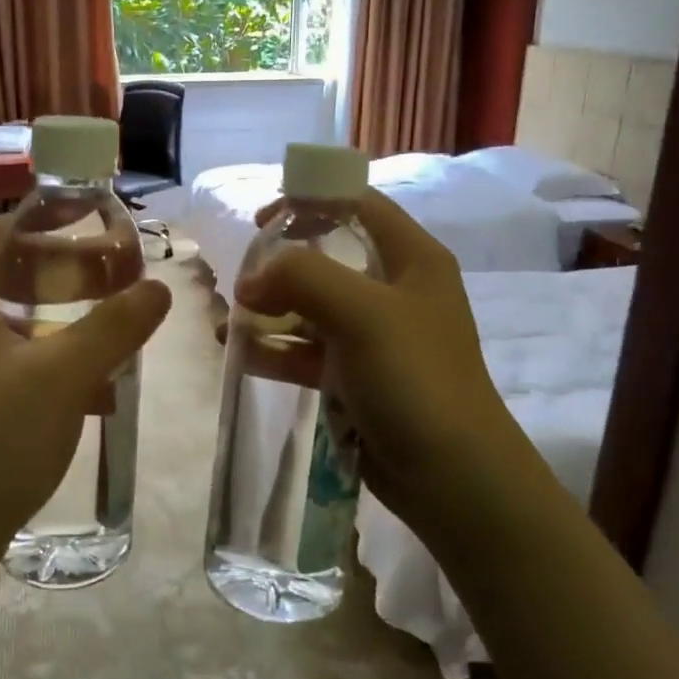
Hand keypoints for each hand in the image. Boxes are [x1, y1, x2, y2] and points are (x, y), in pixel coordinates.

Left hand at [0, 216, 171, 585]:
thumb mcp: (64, 375)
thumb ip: (114, 326)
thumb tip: (158, 288)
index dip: (39, 218)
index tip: (87, 216)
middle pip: (3, 273)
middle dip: (59, 268)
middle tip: (110, 269)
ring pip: (10, 320)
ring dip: (58, 315)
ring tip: (108, 320)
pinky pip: (10, 359)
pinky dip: (48, 356)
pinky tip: (91, 383)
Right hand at [234, 189, 522, 537]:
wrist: (451, 477)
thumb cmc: (415, 379)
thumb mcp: (362, 313)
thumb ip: (302, 278)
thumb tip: (250, 282)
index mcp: (410, 258)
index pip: (356, 205)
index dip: (308, 201)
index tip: (260, 222)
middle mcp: (394, 289)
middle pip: (327, 256)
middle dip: (278, 265)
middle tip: (240, 282)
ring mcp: (374, 336)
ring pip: (311, 307)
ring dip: (270, 311)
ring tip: (227, 323)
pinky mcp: (357, 375)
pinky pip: (308, 350)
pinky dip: (276, 349)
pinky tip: (241, 354)